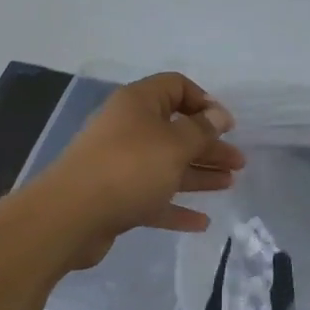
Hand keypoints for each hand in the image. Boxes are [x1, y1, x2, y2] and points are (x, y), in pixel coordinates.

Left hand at [32, 72, 244, 269]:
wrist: (70, 215)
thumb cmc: (129, 168)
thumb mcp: (175, 144)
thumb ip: (201, 130)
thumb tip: (218, 114)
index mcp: (138, 104)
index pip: (176, 87)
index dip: (204, 102)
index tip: (227, 124)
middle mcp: (128, 128)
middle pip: (176, 130)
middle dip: (208, 144)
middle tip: (238, 161)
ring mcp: (120, 164)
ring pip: (167, 165)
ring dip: (198, 173)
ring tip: (230, 184)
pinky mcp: (115, 197)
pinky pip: (153, 197)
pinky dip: (176, 207)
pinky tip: (202, 222)